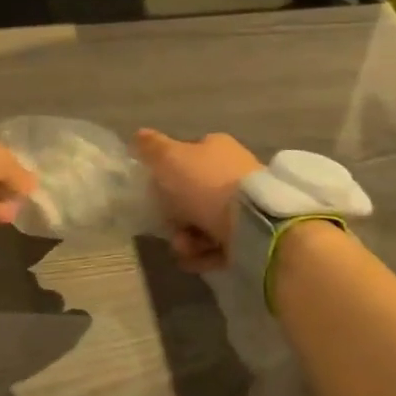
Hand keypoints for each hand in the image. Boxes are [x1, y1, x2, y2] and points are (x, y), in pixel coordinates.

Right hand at [133, 129, 263, 272]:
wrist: (255, 225)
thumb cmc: (206, 185)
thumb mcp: (169, 159)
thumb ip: (151, 148)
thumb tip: (139, 134)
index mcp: (217, 148)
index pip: (187, 155)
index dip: (168, 174)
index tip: (156, 192)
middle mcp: (234, 172)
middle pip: (194, 193)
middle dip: (175, 214)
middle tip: (169, 226)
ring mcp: (246, 205)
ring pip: (205, 221)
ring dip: (187, 238)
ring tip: (184, 248)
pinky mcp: (254, 234)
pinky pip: (220, 244)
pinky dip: (203, 253)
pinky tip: (193, 260)